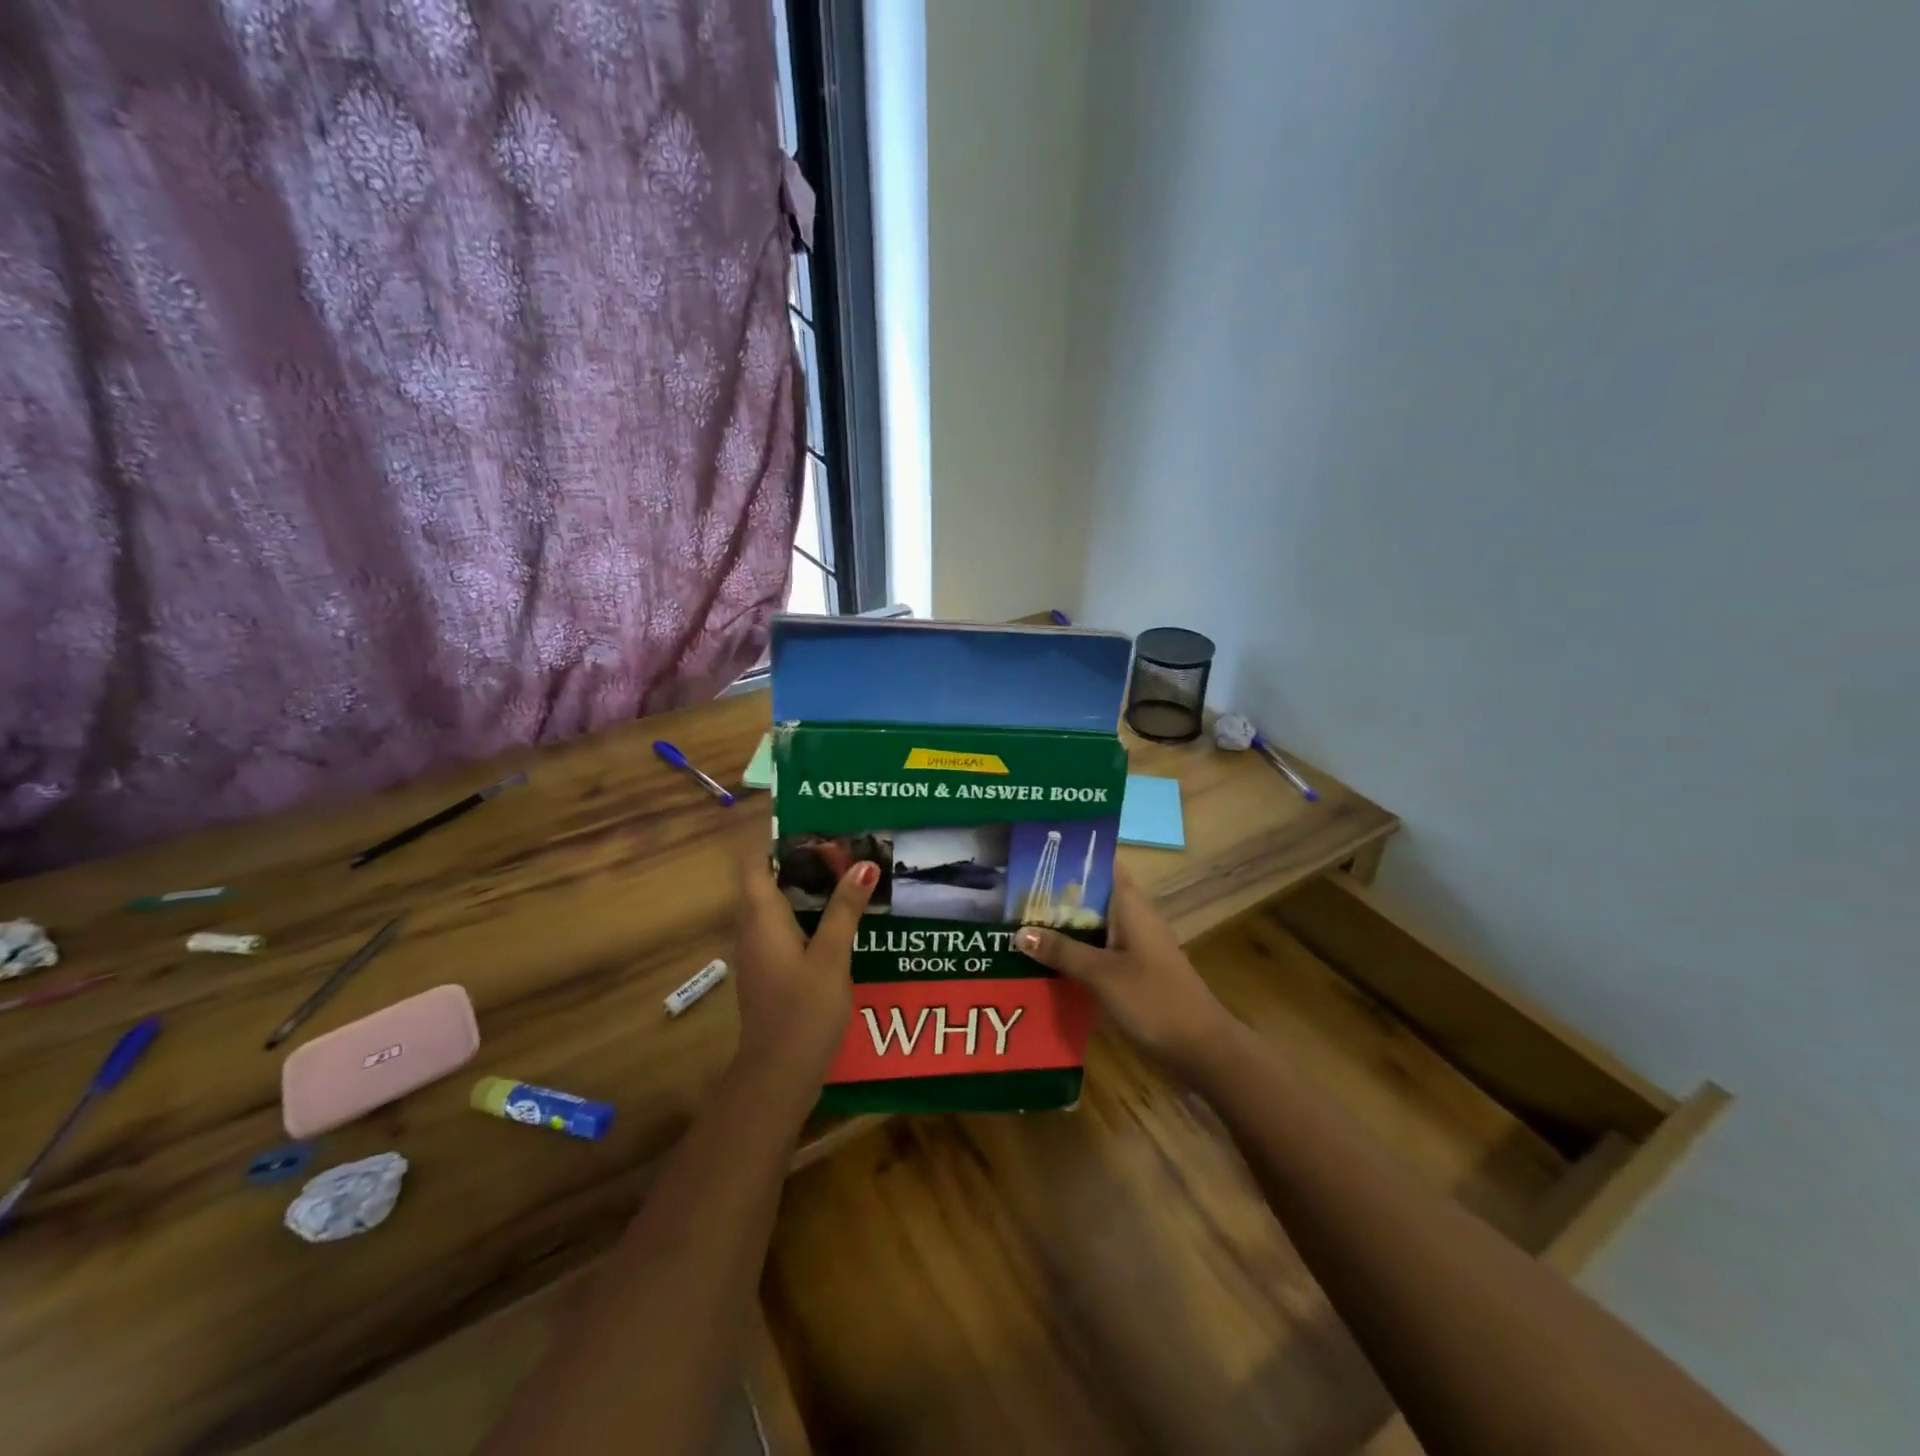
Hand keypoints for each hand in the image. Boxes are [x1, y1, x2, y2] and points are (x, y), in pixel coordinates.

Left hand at [730, 839, 877, 1085]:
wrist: (778, 1075)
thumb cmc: (803, 1011)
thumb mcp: (832, 957)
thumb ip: (845, 910)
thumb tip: (864, 864)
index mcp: (761, 917)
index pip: (755, 863)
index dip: (776, 841)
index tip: (815, 829)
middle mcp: (752, 929)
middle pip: (766, 881)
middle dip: (801, 862)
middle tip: (844, 849)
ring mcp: (758, 953)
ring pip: (776, 906)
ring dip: (805, 889)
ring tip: (848, 877)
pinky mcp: (768, 971)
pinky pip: (782, 928)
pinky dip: (806, 915)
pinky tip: (840, 922)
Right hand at [1013, 866, 1230, 1074]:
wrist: (1201, 1048)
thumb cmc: (1153, 999)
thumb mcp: (1101, 974)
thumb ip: (1061, 951)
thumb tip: (1020, 932)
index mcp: (1129, 903)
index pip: (1101, 863)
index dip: (1072, 854)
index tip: (1034, 853)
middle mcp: (1132, 915)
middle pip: (1090, 893)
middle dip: (1055, 893)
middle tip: (1011, 892)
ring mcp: (1134, 943)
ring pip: (1091, 923)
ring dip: (1062, 924)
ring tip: (1018, 921)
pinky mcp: (1133, 968)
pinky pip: (1097, 948)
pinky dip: (1074, 949)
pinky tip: (1045, 959)